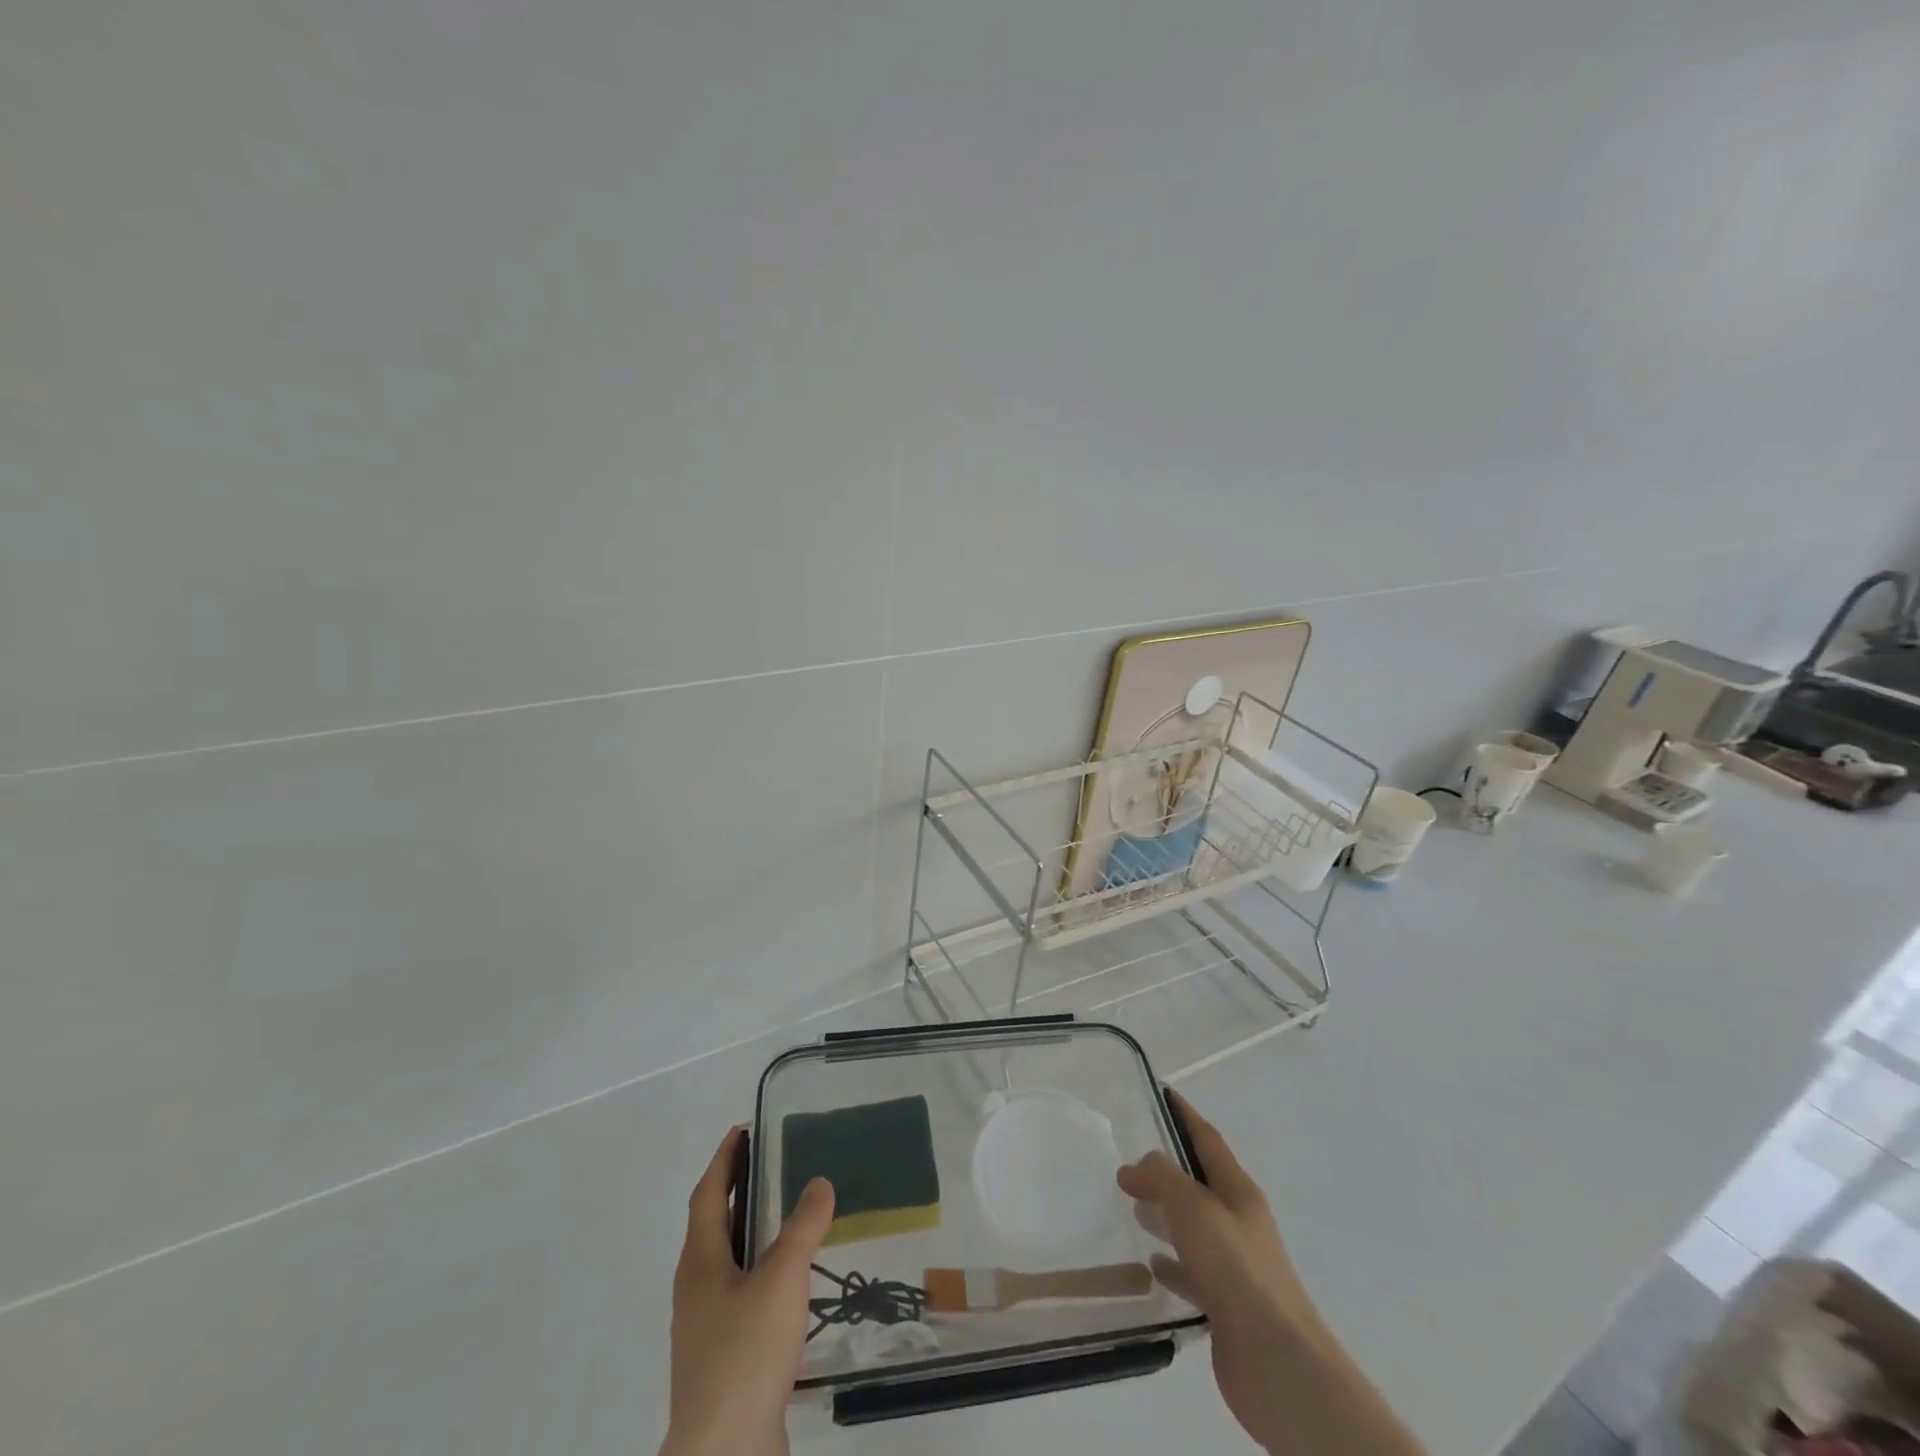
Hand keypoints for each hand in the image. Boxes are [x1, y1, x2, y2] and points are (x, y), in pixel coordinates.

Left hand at [662, 1128, 833, 1455]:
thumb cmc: (745, 1354)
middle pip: (712, 1227)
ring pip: (727, 1264)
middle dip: (737, 1193)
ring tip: (789, 1220)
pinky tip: (790, 1287)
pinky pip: (740, 1297)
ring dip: (750, 1234)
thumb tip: (819, 1181)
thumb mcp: (782, 1278)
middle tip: (773, 1166)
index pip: (706, 1195)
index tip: (742, 1131)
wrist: (725, 1455)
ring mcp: (705, 1329)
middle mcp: (695, 1290)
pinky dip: (761, 1274)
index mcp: (699, 1263)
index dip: (723, 1160)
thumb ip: (803, 1227)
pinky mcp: (722, 1360)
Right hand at [1117, 1091, 1426, 1455]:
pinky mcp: (1227, 1304)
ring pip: (1194, 1227)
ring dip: (1166, 1214)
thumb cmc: (1237, 1270)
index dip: (1184, 1114)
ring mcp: (1235, 1265)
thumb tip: (1136, 1165)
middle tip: (1129, 1160)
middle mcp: (1239, 1222)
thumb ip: (1162, 1178)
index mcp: (1238, 1191)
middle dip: (1167, 1168)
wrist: (1278, 1365)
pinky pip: (1192, 1271)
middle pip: (1199, 1182)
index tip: (1161, 1092)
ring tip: (1132, 1208)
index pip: (1207, 1139)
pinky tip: (1150, 1265)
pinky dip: (1171, 1262)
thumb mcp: (1193, 1208)